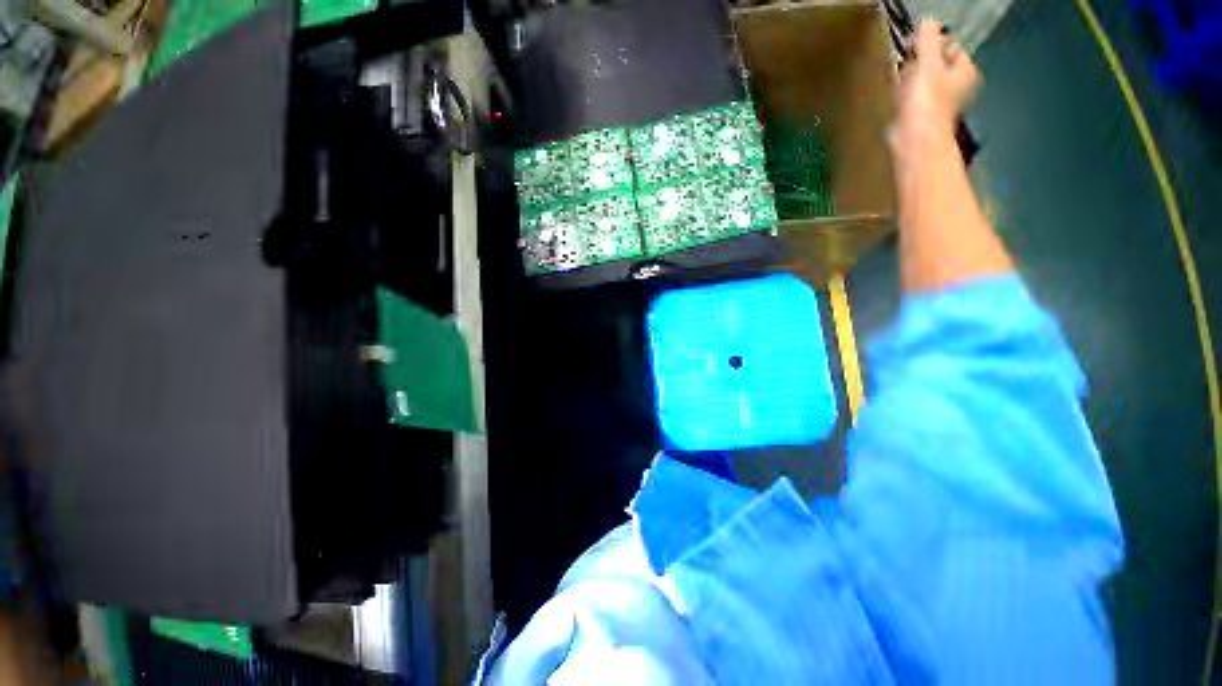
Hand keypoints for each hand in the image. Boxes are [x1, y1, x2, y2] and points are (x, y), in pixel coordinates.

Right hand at [894, 22, 980, 141]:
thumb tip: (929, 20)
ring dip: (911, 79)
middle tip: (907, 64)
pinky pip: (914, 99)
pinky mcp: (923, 118)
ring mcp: (940, 104)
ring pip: (925, 82)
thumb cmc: (925, 101)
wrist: (914, 141)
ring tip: (900, 83)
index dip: (933, 43)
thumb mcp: (927, 62)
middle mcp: (958, 86)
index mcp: (965, 71)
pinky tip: (897, 100)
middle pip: (937, 64)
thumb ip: (928, 39)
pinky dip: (905, 96)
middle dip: (920, 62)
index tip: (914, 46)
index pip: (951, 47)